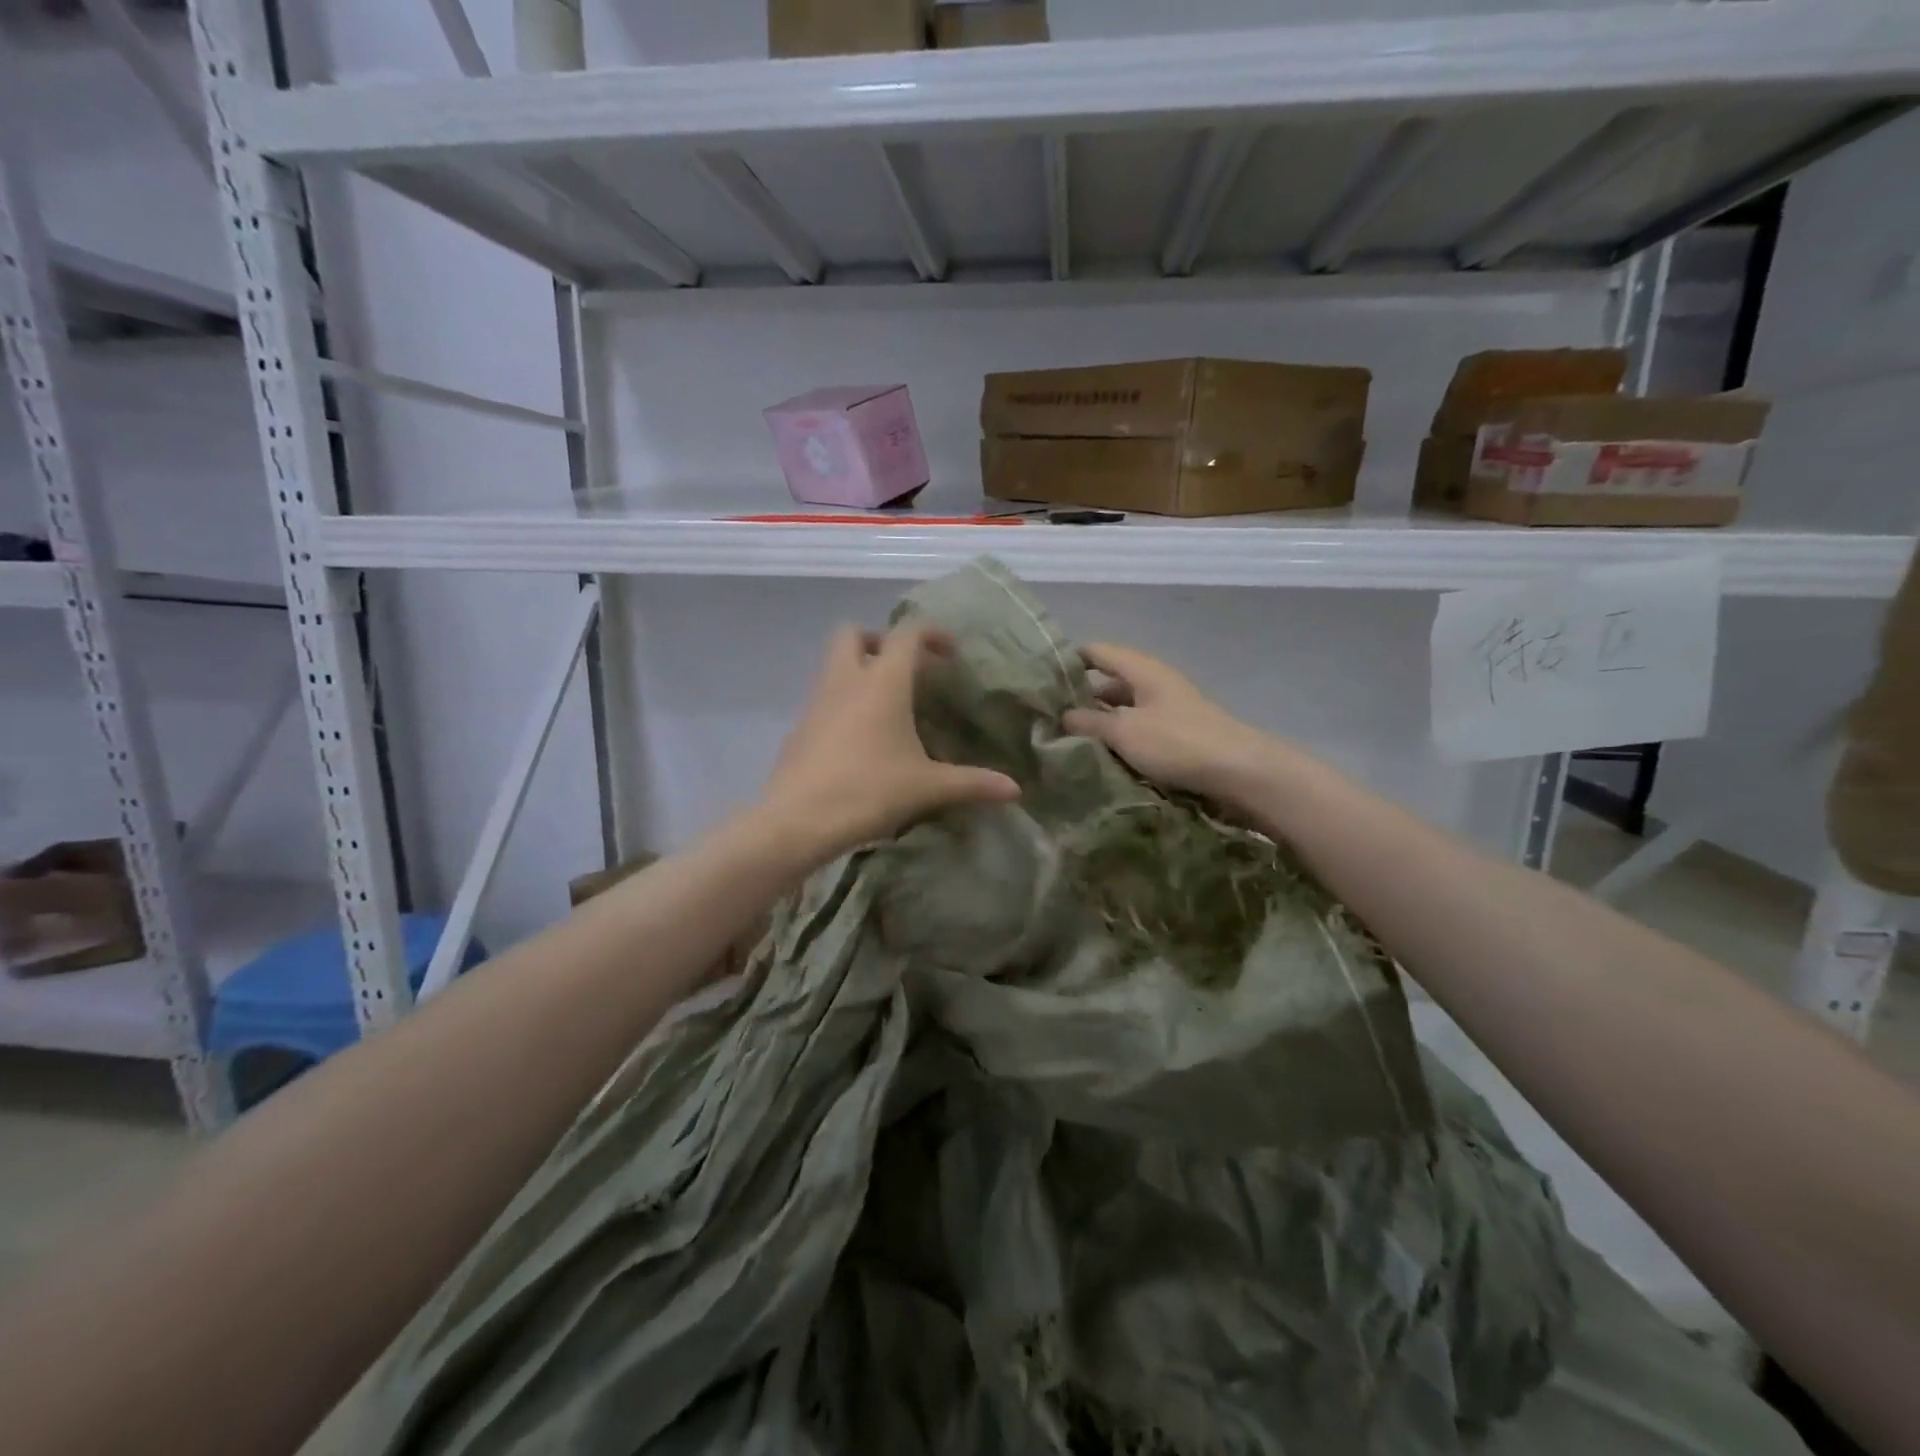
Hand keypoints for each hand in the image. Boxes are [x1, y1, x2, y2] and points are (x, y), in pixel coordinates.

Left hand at [759, 623, 1020, 860]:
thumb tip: (1015, 790)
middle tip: (905, 670)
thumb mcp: (927, 787)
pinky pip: (824, 696)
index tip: (951, 653)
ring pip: (834, 664)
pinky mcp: (800, 726)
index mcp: (882, 682)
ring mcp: (817, 701)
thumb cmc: (868, 791)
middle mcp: (846, 680)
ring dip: (860, 670)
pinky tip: (861, 738)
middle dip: (879, 640)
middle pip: (853, 633)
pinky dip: (844, 701)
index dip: (932, 633)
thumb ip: (972, 783)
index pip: (907, 633)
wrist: (797, 821)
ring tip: (888, 707)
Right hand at [1063, 642, 1277, 798]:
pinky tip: (1101, 756)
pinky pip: (1138, 730)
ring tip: (1066, 740)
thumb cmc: (1177, 742)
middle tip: (1046, 717)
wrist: (1239, 772)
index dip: (1068, 660)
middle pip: (1108, 681)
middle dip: (1079, 697)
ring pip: (1123, 709)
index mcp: (1141, 669)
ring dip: (1099, 722)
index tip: (1039, 678)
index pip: (1096, 651)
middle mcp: (1154, 682)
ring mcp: (1167, 708)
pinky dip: (1119, 738)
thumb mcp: (1124, 731)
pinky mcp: (1176, 734)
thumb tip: (1062, 715)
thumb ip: (1089, 721)